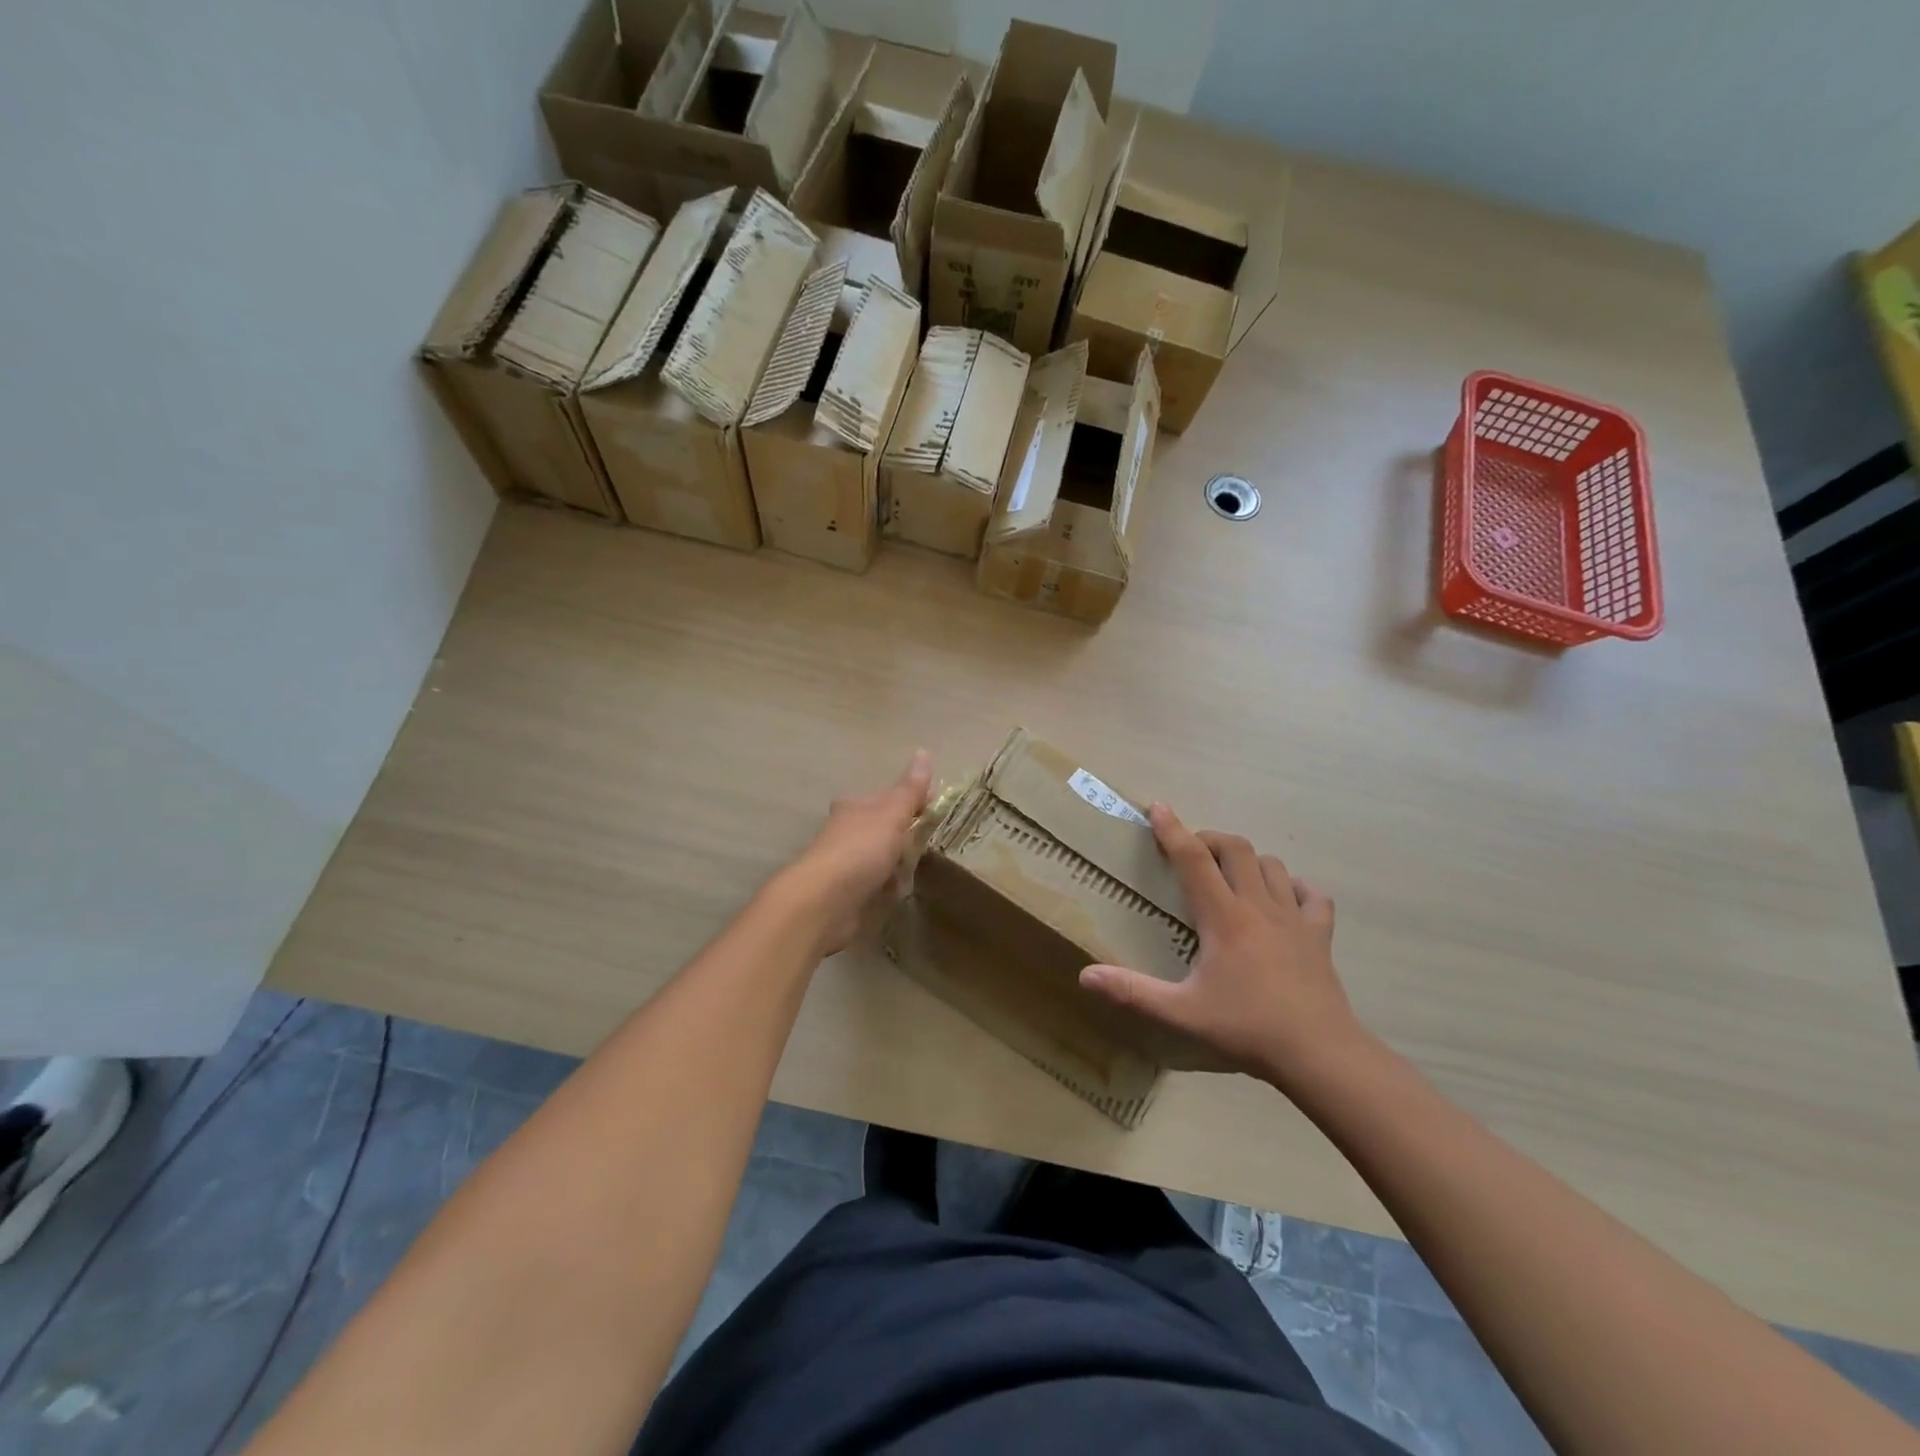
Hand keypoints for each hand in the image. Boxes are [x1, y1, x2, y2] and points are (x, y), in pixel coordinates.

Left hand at [781, 751, 932, 954]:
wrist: (825, 901)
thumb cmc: (860, 849)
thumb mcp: (892, 814)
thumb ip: (910, 789)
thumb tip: (923, 752)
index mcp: (854, 806)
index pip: (885, 797)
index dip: (909, 802)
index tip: (932, 812)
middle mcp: (845, 831)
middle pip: (882, 828)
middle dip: (904, 837)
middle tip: (929, 845)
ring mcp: (844, 863)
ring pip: (878, 857)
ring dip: (896, 864)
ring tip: (918, 870)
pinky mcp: (845, 892)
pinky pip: (874, 884)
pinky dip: (887, 887)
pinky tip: (898, 892)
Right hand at [1078, 803, 1365, 1086]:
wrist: (1319, 1053)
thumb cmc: (1247, 1027)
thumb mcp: (1182, 1012)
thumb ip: (1133, 992)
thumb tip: (1085, 976)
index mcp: (1224, 917)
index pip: (1193, 860)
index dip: (1172, 830)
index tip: (1157, 807)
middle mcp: (1258, 906)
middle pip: (1236, 849)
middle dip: (1210, 840)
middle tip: (1191, 854)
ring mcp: (1294, 918)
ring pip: (1272, 865)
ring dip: (1248, 861)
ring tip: (1231, 876)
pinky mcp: (1320, 935)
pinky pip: (1312, 895)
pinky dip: (1295, 888)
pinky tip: (1284, 900)